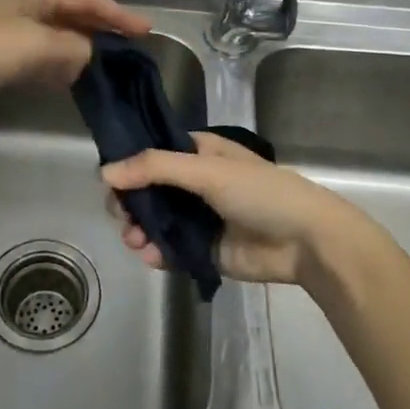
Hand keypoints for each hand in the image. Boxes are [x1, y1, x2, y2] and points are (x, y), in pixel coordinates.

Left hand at [0, 0, 151, 118]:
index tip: (145, 31)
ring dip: (81, 52)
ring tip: (108, 70)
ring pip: (56, 40)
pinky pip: (38, 60)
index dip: (117, 14)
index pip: (86, 0)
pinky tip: (69, 83)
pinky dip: (59, 68)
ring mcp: (8, 35)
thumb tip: (89, 56)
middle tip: (131, 51)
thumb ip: (73, 49)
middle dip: (102, 31)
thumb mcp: (37, 44)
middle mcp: (24, 9)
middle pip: (72, 17)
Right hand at [102, 133, 378, 286]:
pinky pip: (168, 249)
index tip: (108, 180)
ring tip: (135, 240)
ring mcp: (197, 218)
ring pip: (154, 221)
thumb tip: (105, 172)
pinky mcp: (201, 250)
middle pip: (147, 190)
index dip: (128, 165)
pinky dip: (154, 252)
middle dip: (130, 203)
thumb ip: (155, 168)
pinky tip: (150, 255)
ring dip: (138, 229)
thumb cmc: (260, 192)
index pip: (152, 154)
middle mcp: (193, 183)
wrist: (305, 242)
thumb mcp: (207, 171)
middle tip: (121, 216)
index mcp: (198, 153)